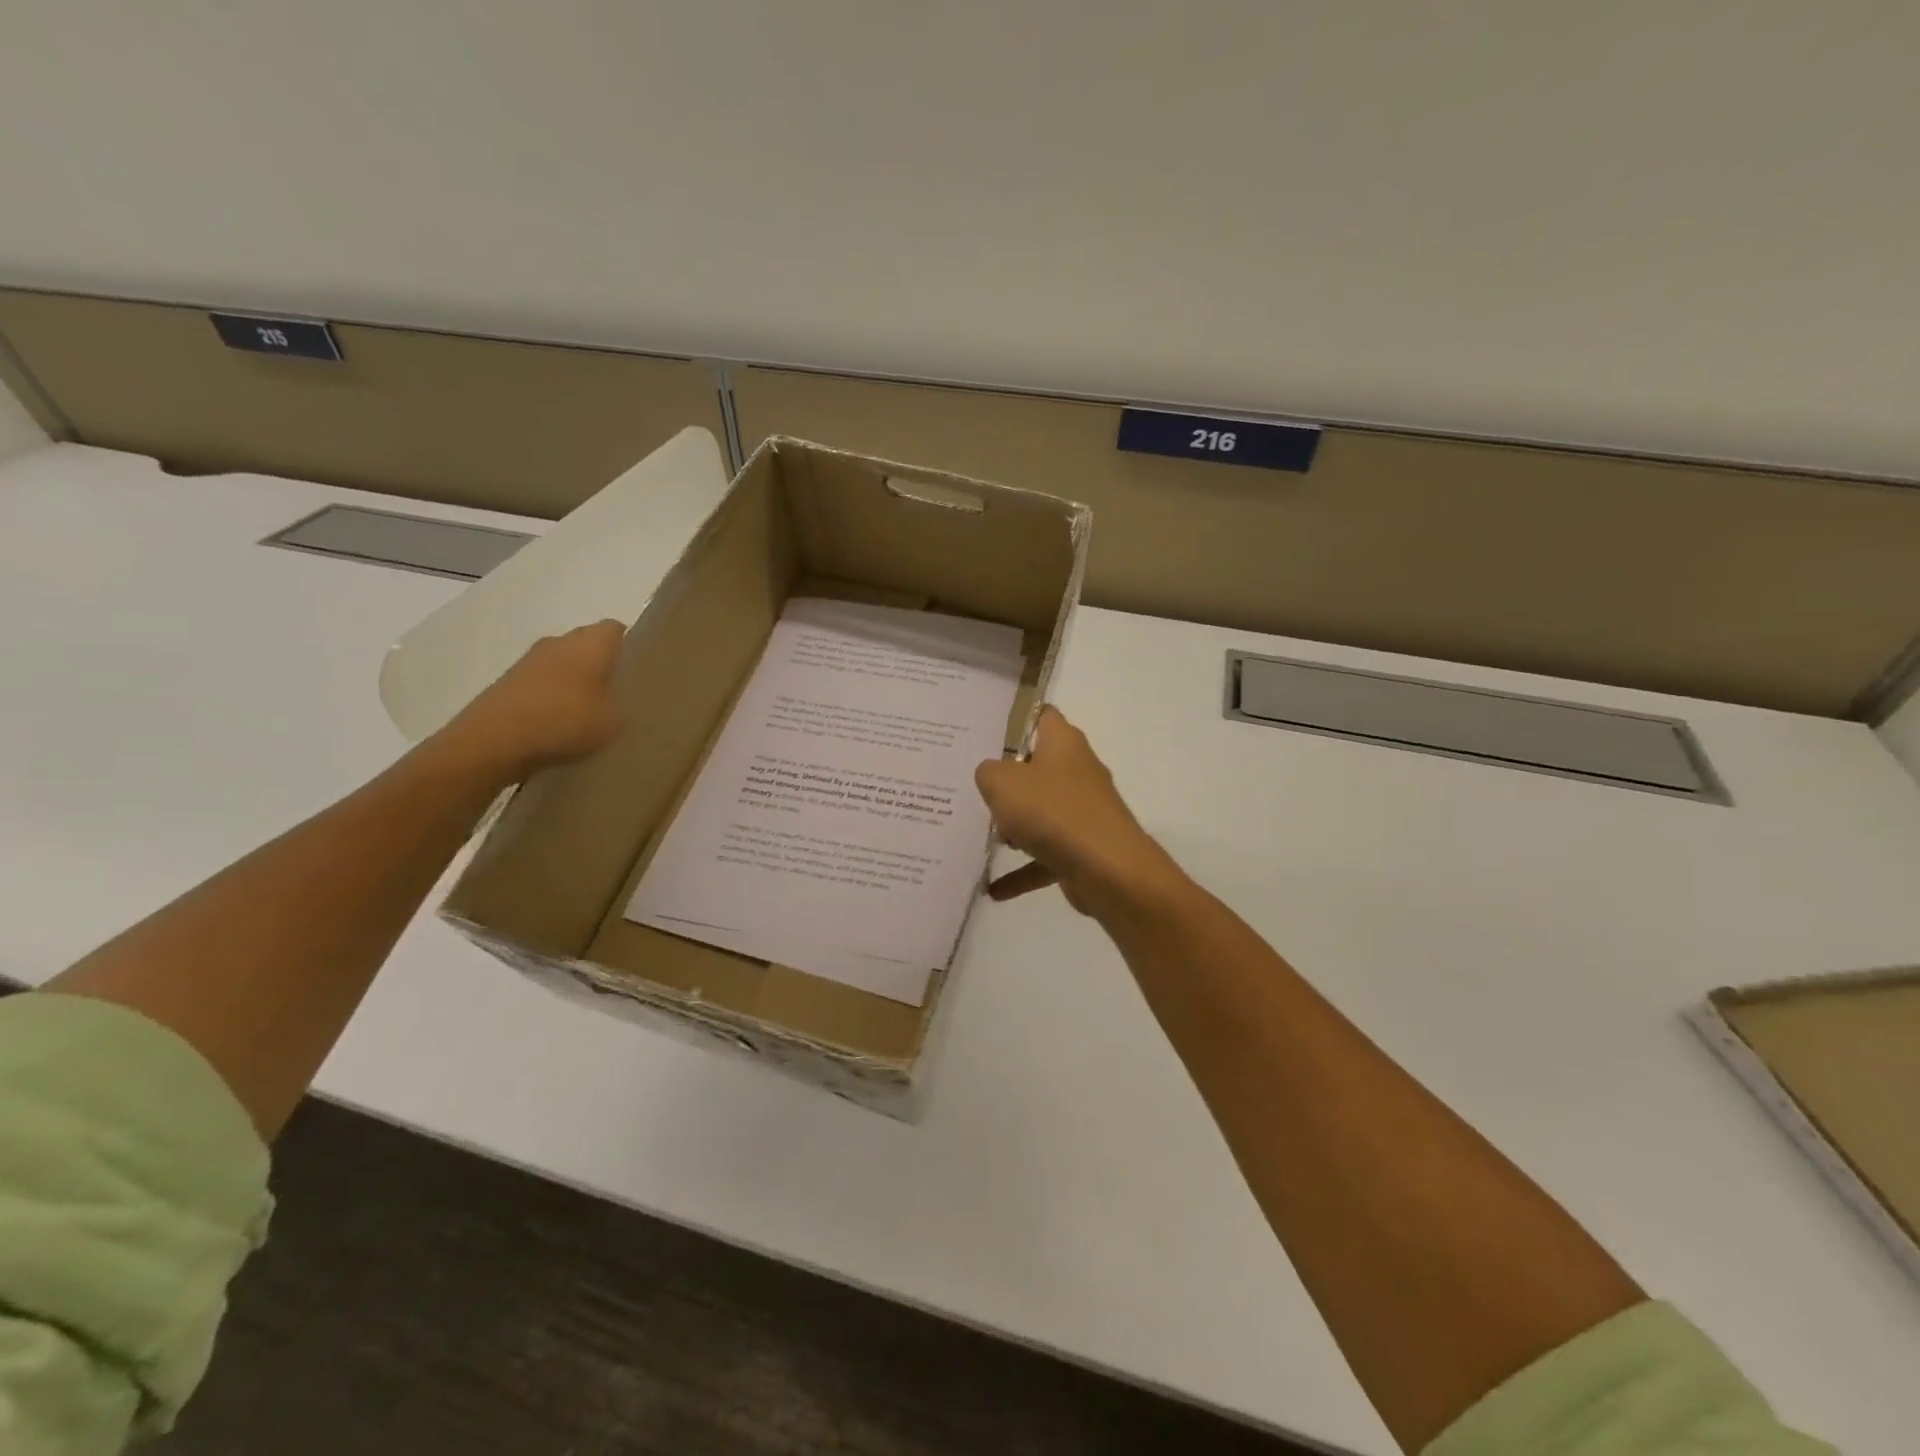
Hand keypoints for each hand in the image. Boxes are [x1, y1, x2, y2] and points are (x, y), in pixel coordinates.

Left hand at [439, 620, 625, 778]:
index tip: (638, 671)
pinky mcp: (509, 682)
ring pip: (564, 663)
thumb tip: (616, 698)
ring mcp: (529, 661)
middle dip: (603, 664)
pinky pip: (543, 683)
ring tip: (590, 713)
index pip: (616, 629)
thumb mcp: (614, 720)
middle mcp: (559, 642)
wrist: (493, 741)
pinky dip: (554, 697)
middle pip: (588, 644)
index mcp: (590, 643)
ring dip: (576, 682)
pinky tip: (561, 724)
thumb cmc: (564, 721)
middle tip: (619, 694)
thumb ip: (621, 703)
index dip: (630, 646)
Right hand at [975, 707, 1177, 914]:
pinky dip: (1022, 871)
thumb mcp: (1001, 782)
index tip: (986, 729)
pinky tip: (994, 889)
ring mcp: (1083, 812)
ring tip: (981, 837)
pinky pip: (1045, 856)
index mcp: (1064, 743)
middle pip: (1037, 768)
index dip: (1017, 718)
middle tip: (973, 786)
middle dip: (1006, 780)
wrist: (1107, 869)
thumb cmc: (1052, 811)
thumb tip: (993, 777)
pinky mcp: (1084, 848)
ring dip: (1014, 826)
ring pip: (1041, 812)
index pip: (1041, 716)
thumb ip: (988, 772)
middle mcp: (1077, 771)